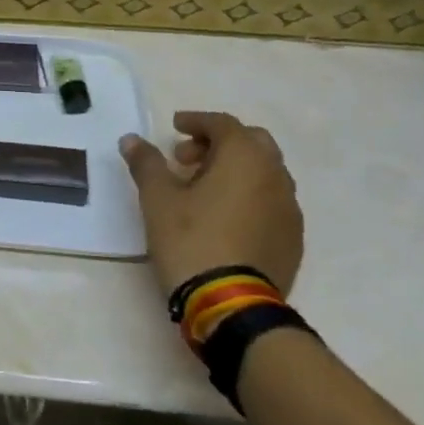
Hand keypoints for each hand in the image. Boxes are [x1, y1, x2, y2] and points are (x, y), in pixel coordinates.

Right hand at [120, 111, 303, 297]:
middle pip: (251, 143)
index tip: (175, 127)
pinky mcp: (292, 237)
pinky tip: (223, 216)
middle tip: (186, 158)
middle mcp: (275, 175)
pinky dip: (248, 194)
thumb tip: (131, 140)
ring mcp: (289, 208)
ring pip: (264, 172)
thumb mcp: (157, 199)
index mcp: (245, 158)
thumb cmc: (191, 240)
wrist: (232, 303)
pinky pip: (270, 200)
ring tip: (201, 189)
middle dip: (218, 143)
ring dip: (235, 169)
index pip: (223, 124)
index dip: (196, 121)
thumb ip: (146, 163)